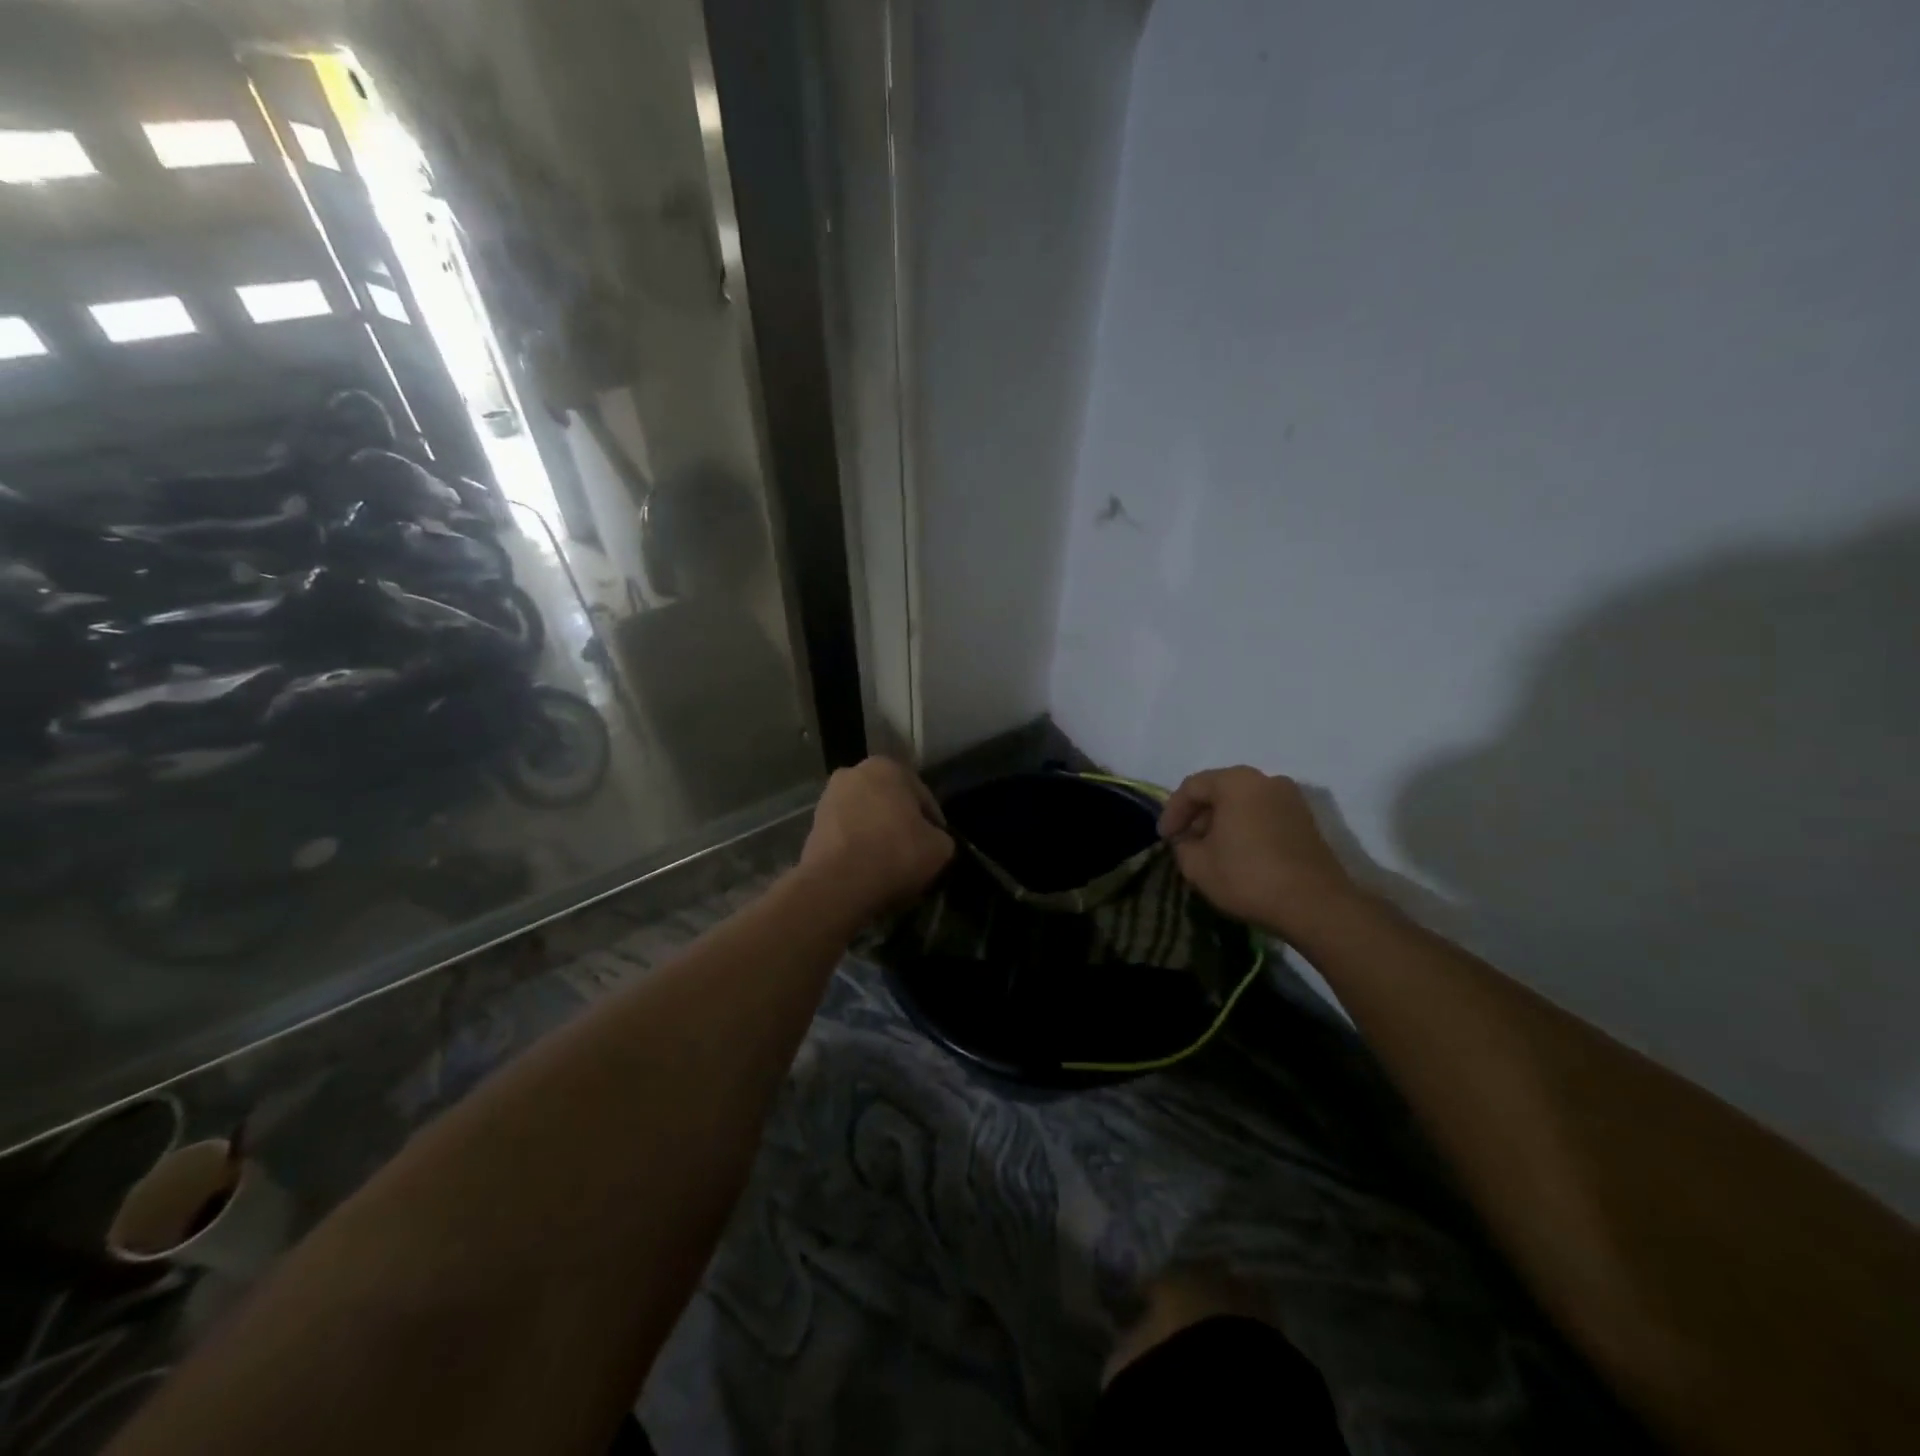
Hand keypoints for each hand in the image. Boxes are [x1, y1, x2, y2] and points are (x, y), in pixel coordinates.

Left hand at [799, 757, 953, 917]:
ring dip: (876, 835)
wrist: (839, 884)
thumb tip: (933, 841)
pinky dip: (856, 847)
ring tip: (889, 864)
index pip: (922, 796)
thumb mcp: (940, 848)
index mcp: (887, 767)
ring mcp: (828, 799)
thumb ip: (941, 837)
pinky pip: (846, 836)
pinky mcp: (812, 826)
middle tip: (914, 852)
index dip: (933, 823)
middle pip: (889, 802)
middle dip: (900, 823)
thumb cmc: (895, 853)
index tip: (937, 845)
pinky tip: (867, 870)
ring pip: (865, 818)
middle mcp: (853, 772)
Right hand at [1158, 767, 1358, 935]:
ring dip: (1223, 822)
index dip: (1172, 812)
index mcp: (1236, 782)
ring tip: (1210, 850)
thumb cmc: (1248, 877)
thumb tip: (1188, 841)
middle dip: (1198, 815)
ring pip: (1243, 802)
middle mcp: (1266, 780)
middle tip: (1185, 841)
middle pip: (1220, 790)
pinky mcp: (1306, 820)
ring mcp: (1291, 798)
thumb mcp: (1197, 865)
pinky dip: (1246, 827)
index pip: (1192, 787)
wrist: (1315, 905)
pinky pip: (1264, 815)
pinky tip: (1238, 853)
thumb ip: (1183, 845)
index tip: (1164, 838)